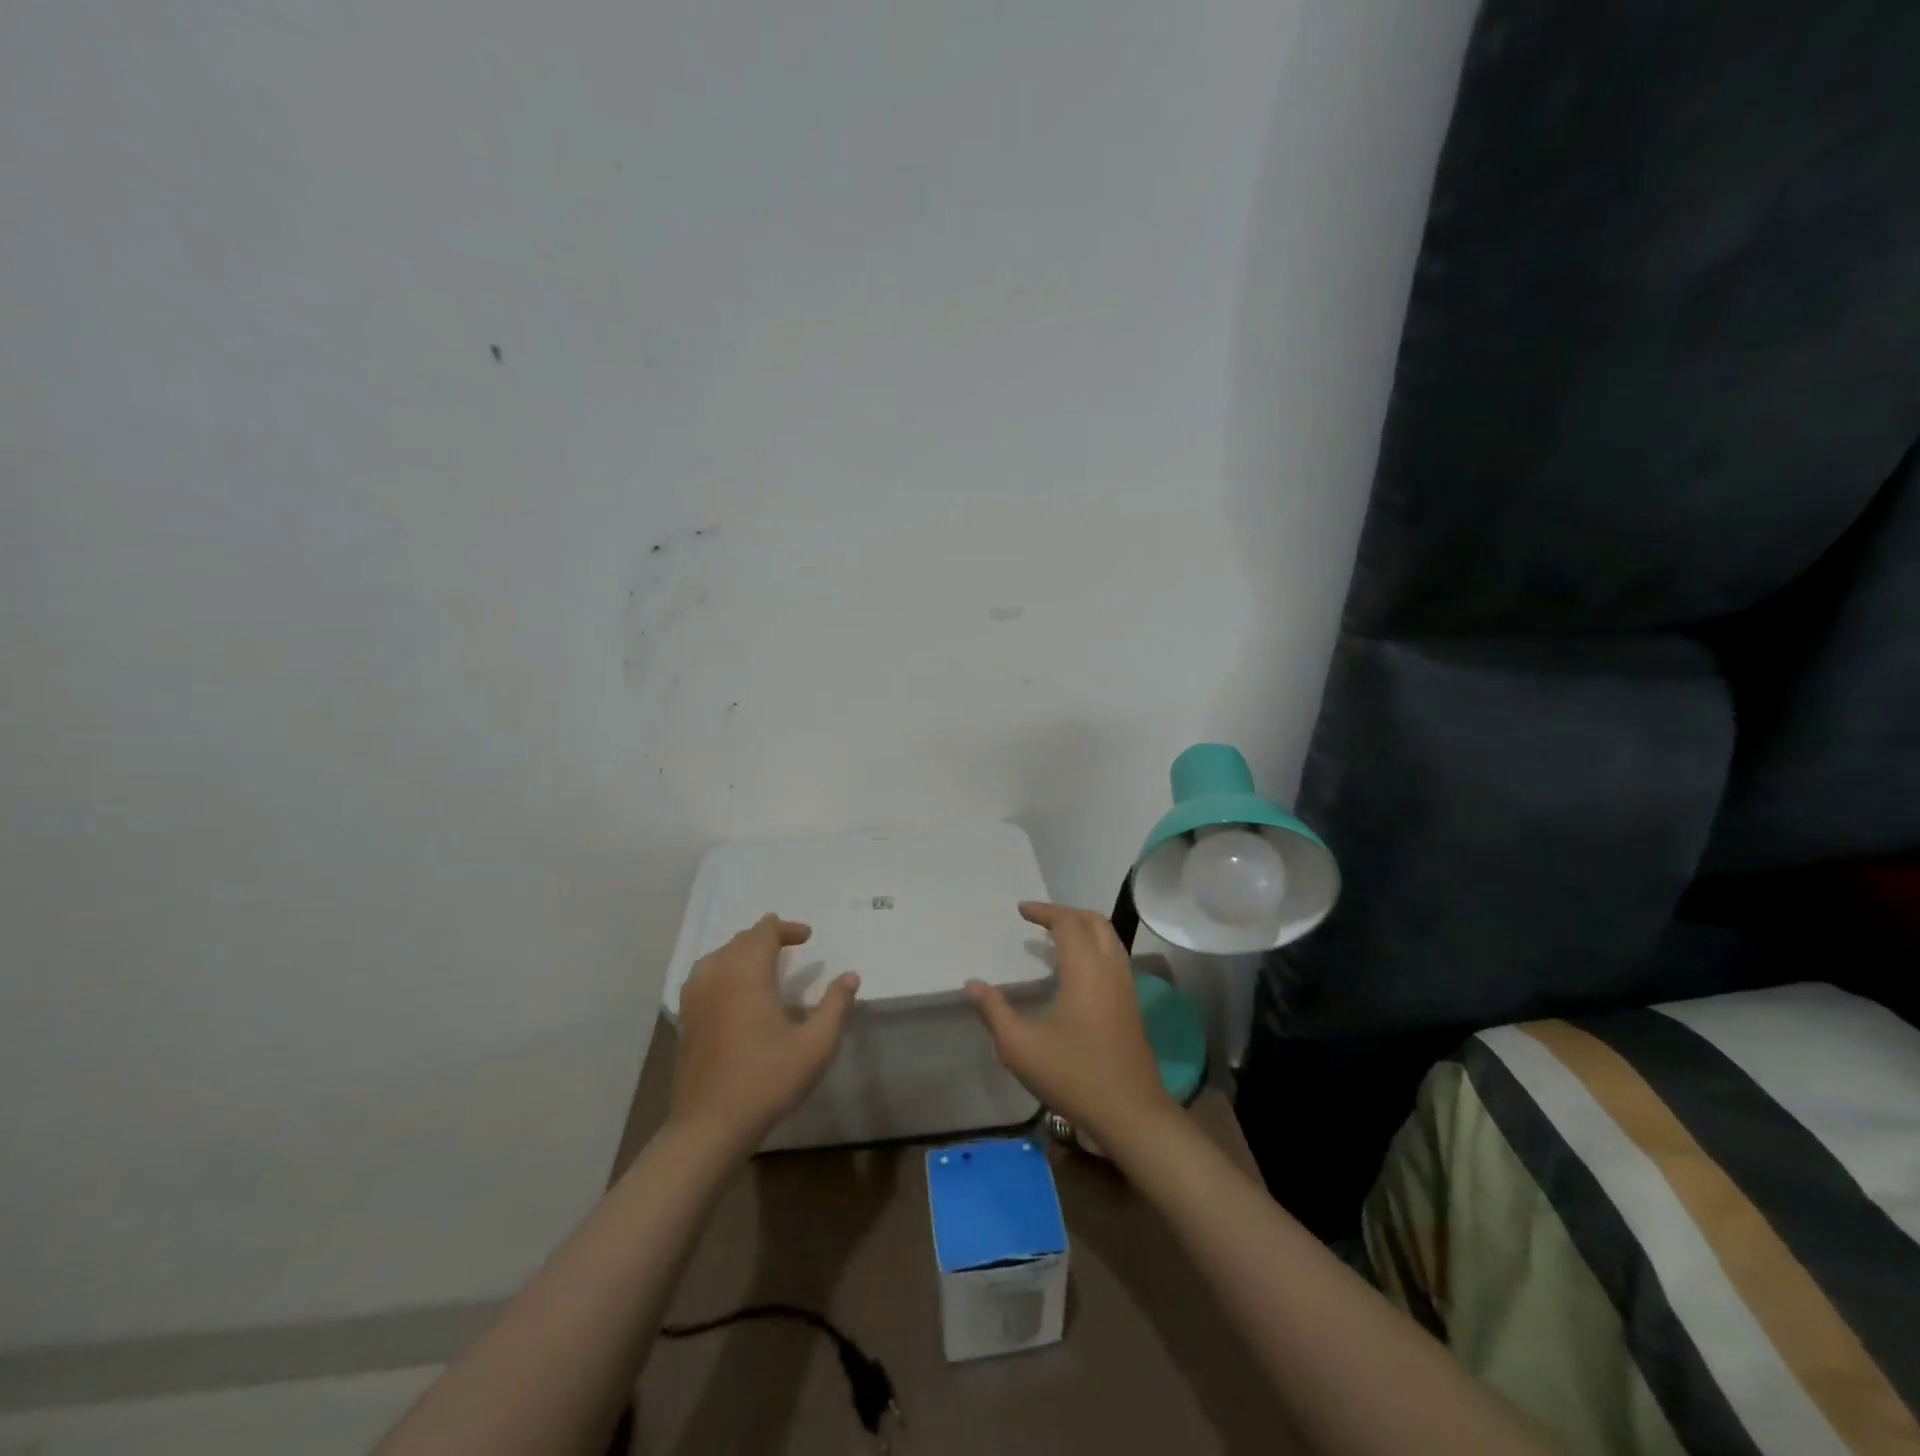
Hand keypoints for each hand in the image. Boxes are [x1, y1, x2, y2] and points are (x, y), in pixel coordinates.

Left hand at [671, 915, 860, 1148]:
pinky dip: (723, 970)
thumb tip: (850, 976)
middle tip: (791, 946)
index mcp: (747, 973)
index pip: (764, 932)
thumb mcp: (816, 1044)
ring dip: (742, 952)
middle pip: (740, 940)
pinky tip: (734, 991)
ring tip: (763, 963)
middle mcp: (717, 975)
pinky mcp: (686, 1019)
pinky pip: (704, 977)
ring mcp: (696, 998)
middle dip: (767, 937)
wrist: (710, 1126)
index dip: (787, 928)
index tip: (807, 937)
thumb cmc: (767, 1079)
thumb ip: (836, 1005)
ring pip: (718, 956)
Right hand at [966, 901, 1175, 1147]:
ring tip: (1054, 937)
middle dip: (1066, 913)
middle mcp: (1111, 969)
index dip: (1044, 911)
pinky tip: (1074, 969)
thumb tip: (972, 984)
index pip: (1068, 922)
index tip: (1021, 910)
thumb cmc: (1073, 1075)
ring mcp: (1126, 986)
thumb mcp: (1021, 1047)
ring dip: (1083, 928)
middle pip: (1094, 921)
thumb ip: (994, 1011)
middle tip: (1038, 918)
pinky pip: (1114, 957)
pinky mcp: (1132, 1004)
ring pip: (1109, 938)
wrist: (1131, 1113)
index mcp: (1085, 970)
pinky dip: (1094, 946)